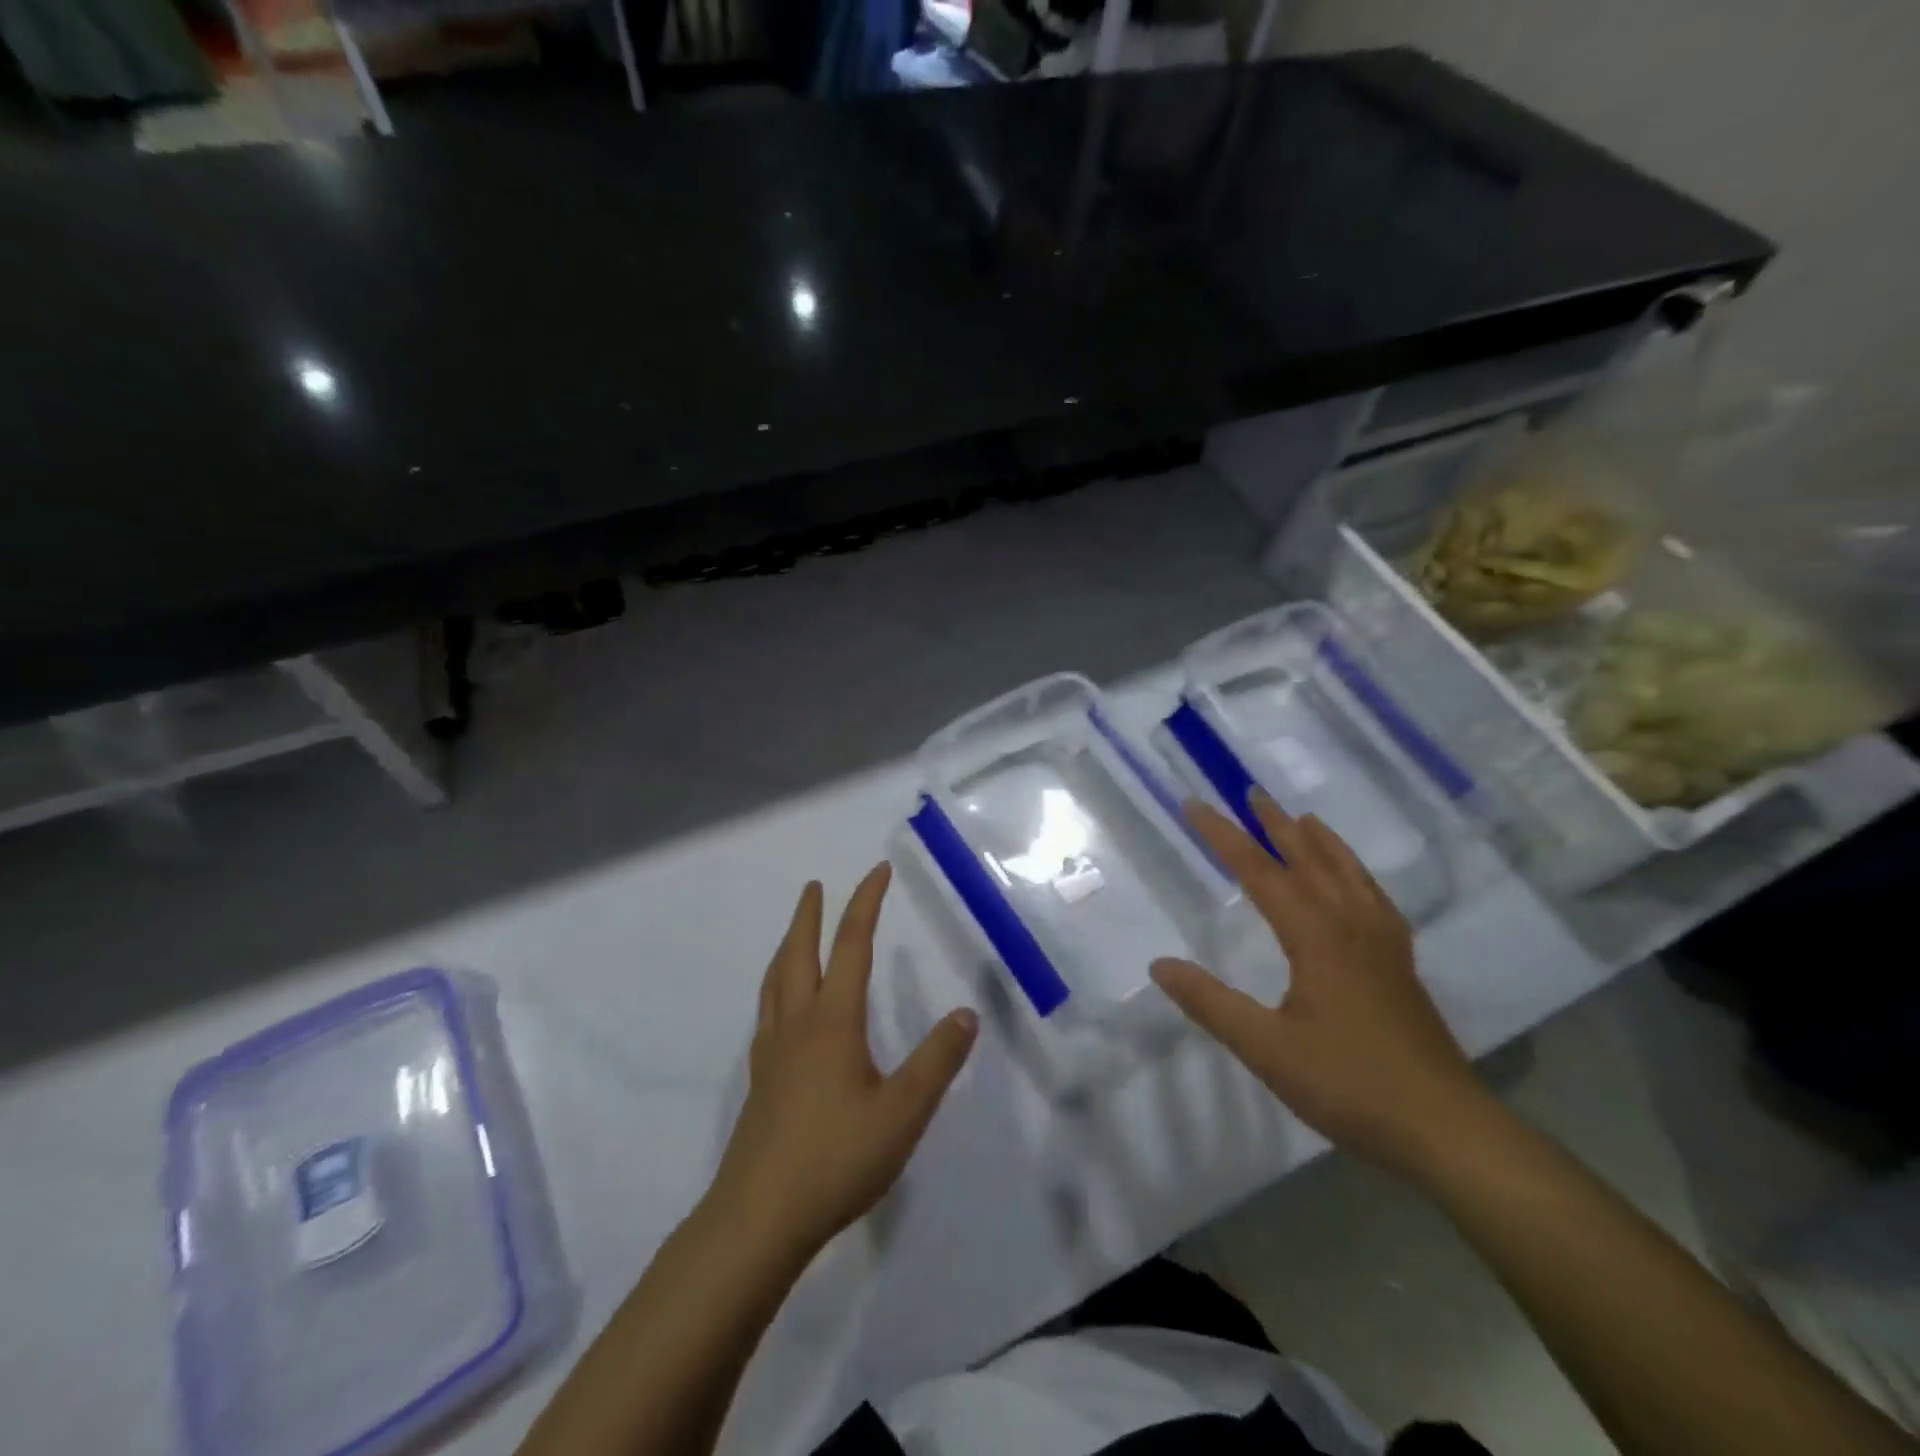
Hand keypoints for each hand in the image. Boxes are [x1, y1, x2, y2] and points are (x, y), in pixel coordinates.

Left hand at [710, 863, 977, 1259]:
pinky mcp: (759, 1081)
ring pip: (775, 982)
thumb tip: (966, 1013)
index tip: (876, 871)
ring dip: (787, 947)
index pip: (851, 946)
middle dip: (809, 915)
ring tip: (795, 933)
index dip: (865, 904)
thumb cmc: (836, 1159)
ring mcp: (772, 1053)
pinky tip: (784, 1009)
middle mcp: (797, 1025)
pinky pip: (767, 1012)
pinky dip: (777, 987)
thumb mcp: (903, 1112)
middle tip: (815, 886)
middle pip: (799, 954)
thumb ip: (937, 1061)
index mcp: (832, 1021)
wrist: (758, 1219)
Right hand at [1150, 795, 1489, 1177]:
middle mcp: (1350, 925)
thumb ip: (1210, 1002)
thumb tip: (1160, 964)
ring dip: (1320, 842)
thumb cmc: (1348, 1083)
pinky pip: (1375, 899)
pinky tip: (1356, 883)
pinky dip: (1357, 875)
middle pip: (1307, 860)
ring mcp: (1383, 944)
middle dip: (1275, 825)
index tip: (1195, 805)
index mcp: (1315, 936)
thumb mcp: (1265, 1047)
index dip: (1223, 836)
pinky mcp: (1401, 965)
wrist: (1444, 1127)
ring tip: (1303, 819)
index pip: (1259, 871)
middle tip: (1252, 793)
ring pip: (1347, 874)